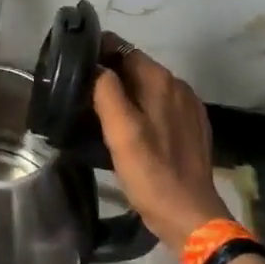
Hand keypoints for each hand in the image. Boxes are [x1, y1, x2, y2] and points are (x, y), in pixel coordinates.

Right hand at [92, 42, 236, 250]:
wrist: (189, 215)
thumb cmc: (150, 172)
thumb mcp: (120, 131)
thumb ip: (106, 91)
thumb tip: (96, 66)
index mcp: (160, 80)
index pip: (123, 48)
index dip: (97, 52)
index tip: (73, 64)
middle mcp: (177, 85)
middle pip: (135, 66)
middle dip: (109, 73)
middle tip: (79, 90)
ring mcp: (188, 106)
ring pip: (147, 86)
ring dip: (124, 91)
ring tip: (98, 109)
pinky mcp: (191, 126)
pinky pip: (159, 105)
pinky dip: (141, 107)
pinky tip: (128, 127)